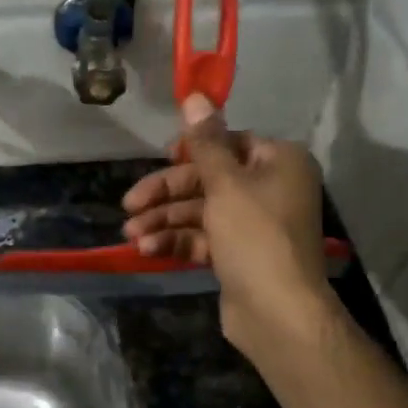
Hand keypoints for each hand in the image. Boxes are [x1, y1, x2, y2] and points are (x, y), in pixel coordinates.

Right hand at [121, 93, 332, 355]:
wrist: (277, 311)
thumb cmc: (255, 236)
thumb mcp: (226, 183)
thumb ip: (205, 142)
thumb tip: (194, 95)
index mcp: (278, 162)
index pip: (229, 143)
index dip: (192, 150)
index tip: (161, 157)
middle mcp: (270, 188)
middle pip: (208, 180)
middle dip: (166, 193)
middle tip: (130, 204)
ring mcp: (254, 225)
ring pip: (200, 212)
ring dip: (165, 221)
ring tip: (132, 235)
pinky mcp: (238, 255)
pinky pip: (203, 238)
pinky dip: (177, 241)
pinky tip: (148, 250)